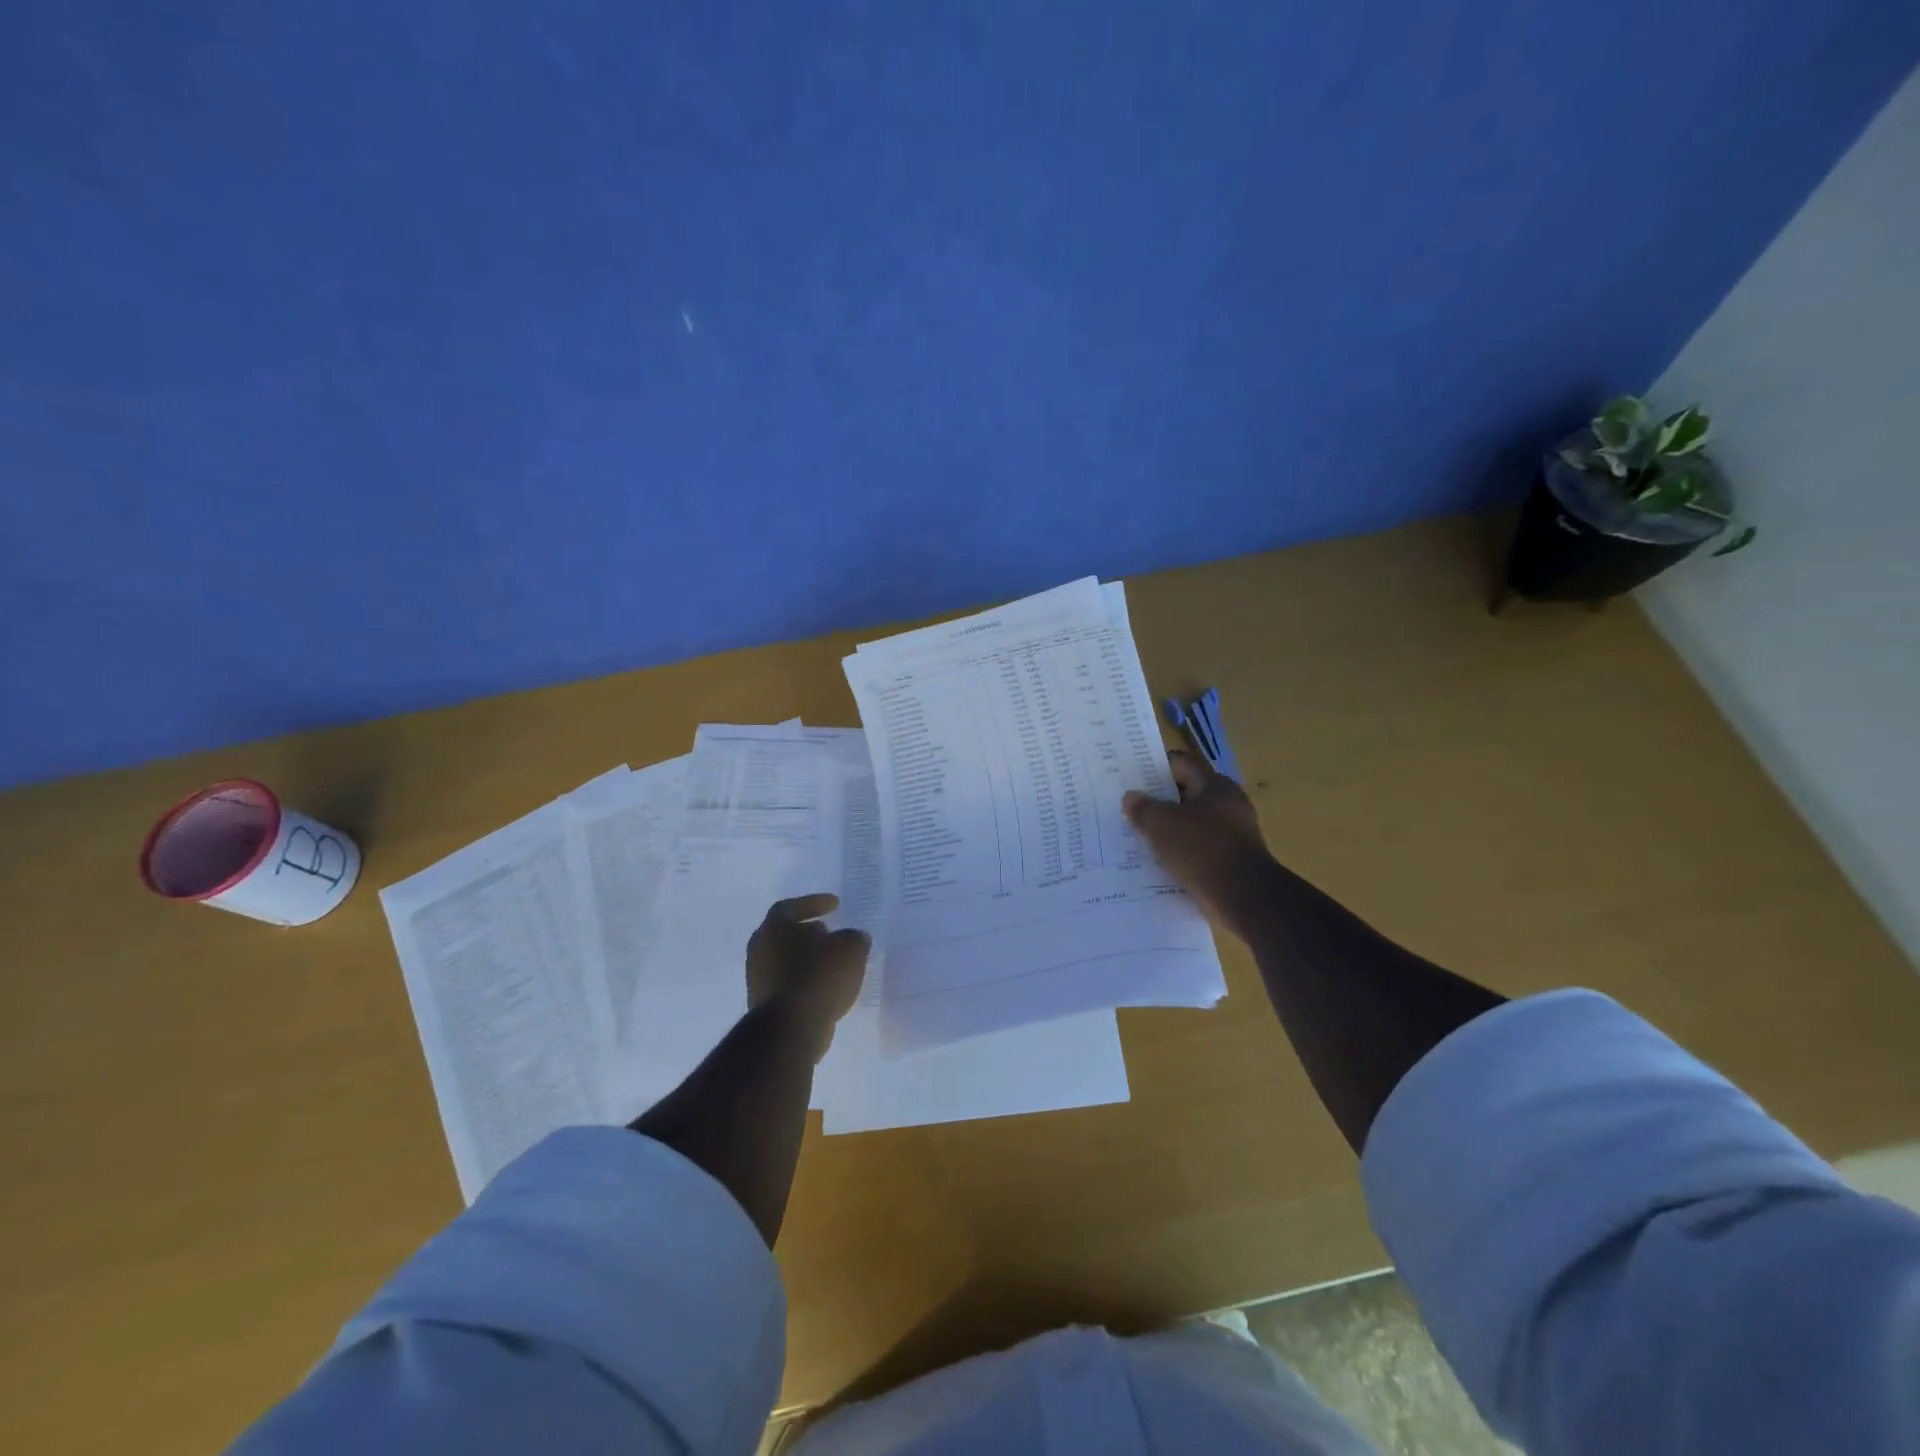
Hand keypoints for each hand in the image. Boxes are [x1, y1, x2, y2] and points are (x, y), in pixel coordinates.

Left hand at [746, 894, 870, 1061]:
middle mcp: (760, 949)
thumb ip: (854, 938)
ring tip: (832, 962)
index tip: (835, 905)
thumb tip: (853, 939)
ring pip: (785, 961)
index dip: (815, 903)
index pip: (792, 906)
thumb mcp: (851, 948)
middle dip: (808, 933)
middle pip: (785, 934)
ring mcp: (758, 979)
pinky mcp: (765, 1005)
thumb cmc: (819, 975)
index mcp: (775, 926)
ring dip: (807, 959)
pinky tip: (826, 987)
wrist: (792, 1027)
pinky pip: (788, 985)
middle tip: (830, 933)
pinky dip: (806, 981)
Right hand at [1123, 751, 1274, 932]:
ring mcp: (1233, 834)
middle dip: (1158, 801)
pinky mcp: (1231, 861)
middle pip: (1186, 795)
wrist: (1244, 897)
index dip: (1154, 767)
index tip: (1130, 776)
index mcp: (1216, 786)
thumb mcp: (1162, 824)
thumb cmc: (1202, 849)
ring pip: (1191, 825)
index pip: (1180, 765)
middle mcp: (1228, 804)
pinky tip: (1158, 862)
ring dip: (1168, 830)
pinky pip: (1198, 850)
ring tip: (1137, 836)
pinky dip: (1180, 853)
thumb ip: (1143, 808)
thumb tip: (1131, 797)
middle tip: (1128, 808)